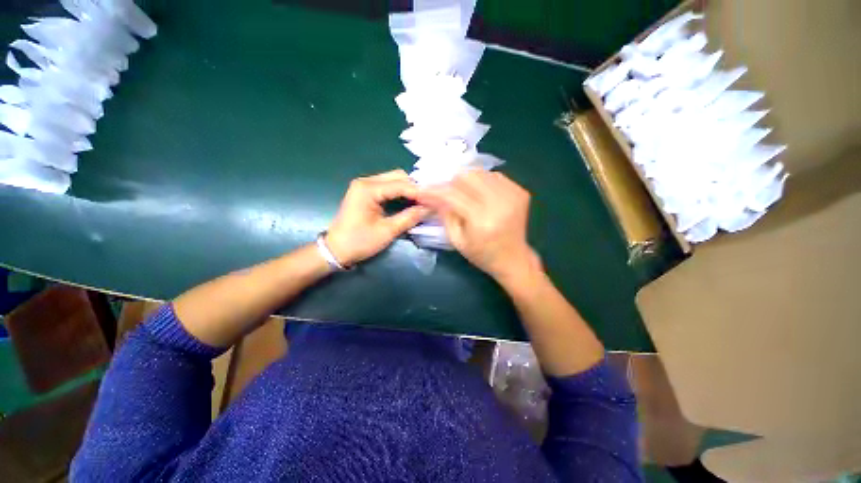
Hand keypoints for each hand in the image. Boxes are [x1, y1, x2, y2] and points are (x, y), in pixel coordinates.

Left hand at [326, 170, 428, 265]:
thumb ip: (409, 217)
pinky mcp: (365, 192)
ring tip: (421, 202)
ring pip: (393, 180)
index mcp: (368, 189)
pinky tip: (409, 202)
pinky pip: (387, 186)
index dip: (419, 192)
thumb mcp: (387, 231)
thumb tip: (429, 208)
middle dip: (414, 188)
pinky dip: (400, 193)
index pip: (401, 184)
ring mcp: (364, 185)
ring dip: (408, 190)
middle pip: (397, 176)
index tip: (434, 201)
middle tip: (427, 202)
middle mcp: (366, 181)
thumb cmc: (359, 242)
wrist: (335, 250)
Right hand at [418, 170, 539, 283]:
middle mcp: (499, 203)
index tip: (422, 190)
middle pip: (467, 176)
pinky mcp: (520, 191)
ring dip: (466, 181)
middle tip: (445, 194)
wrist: (514, 259)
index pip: (452, 195)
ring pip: (480, 172)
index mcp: (482, 220)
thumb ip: (444, 215)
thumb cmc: (482, 255)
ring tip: (463, 195)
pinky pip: (493, 176)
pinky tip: (479, 194)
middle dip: (451, 183)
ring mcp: (513, 194)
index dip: (434, 190)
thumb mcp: (457, 240)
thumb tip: (432, 195)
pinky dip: (482, 182)